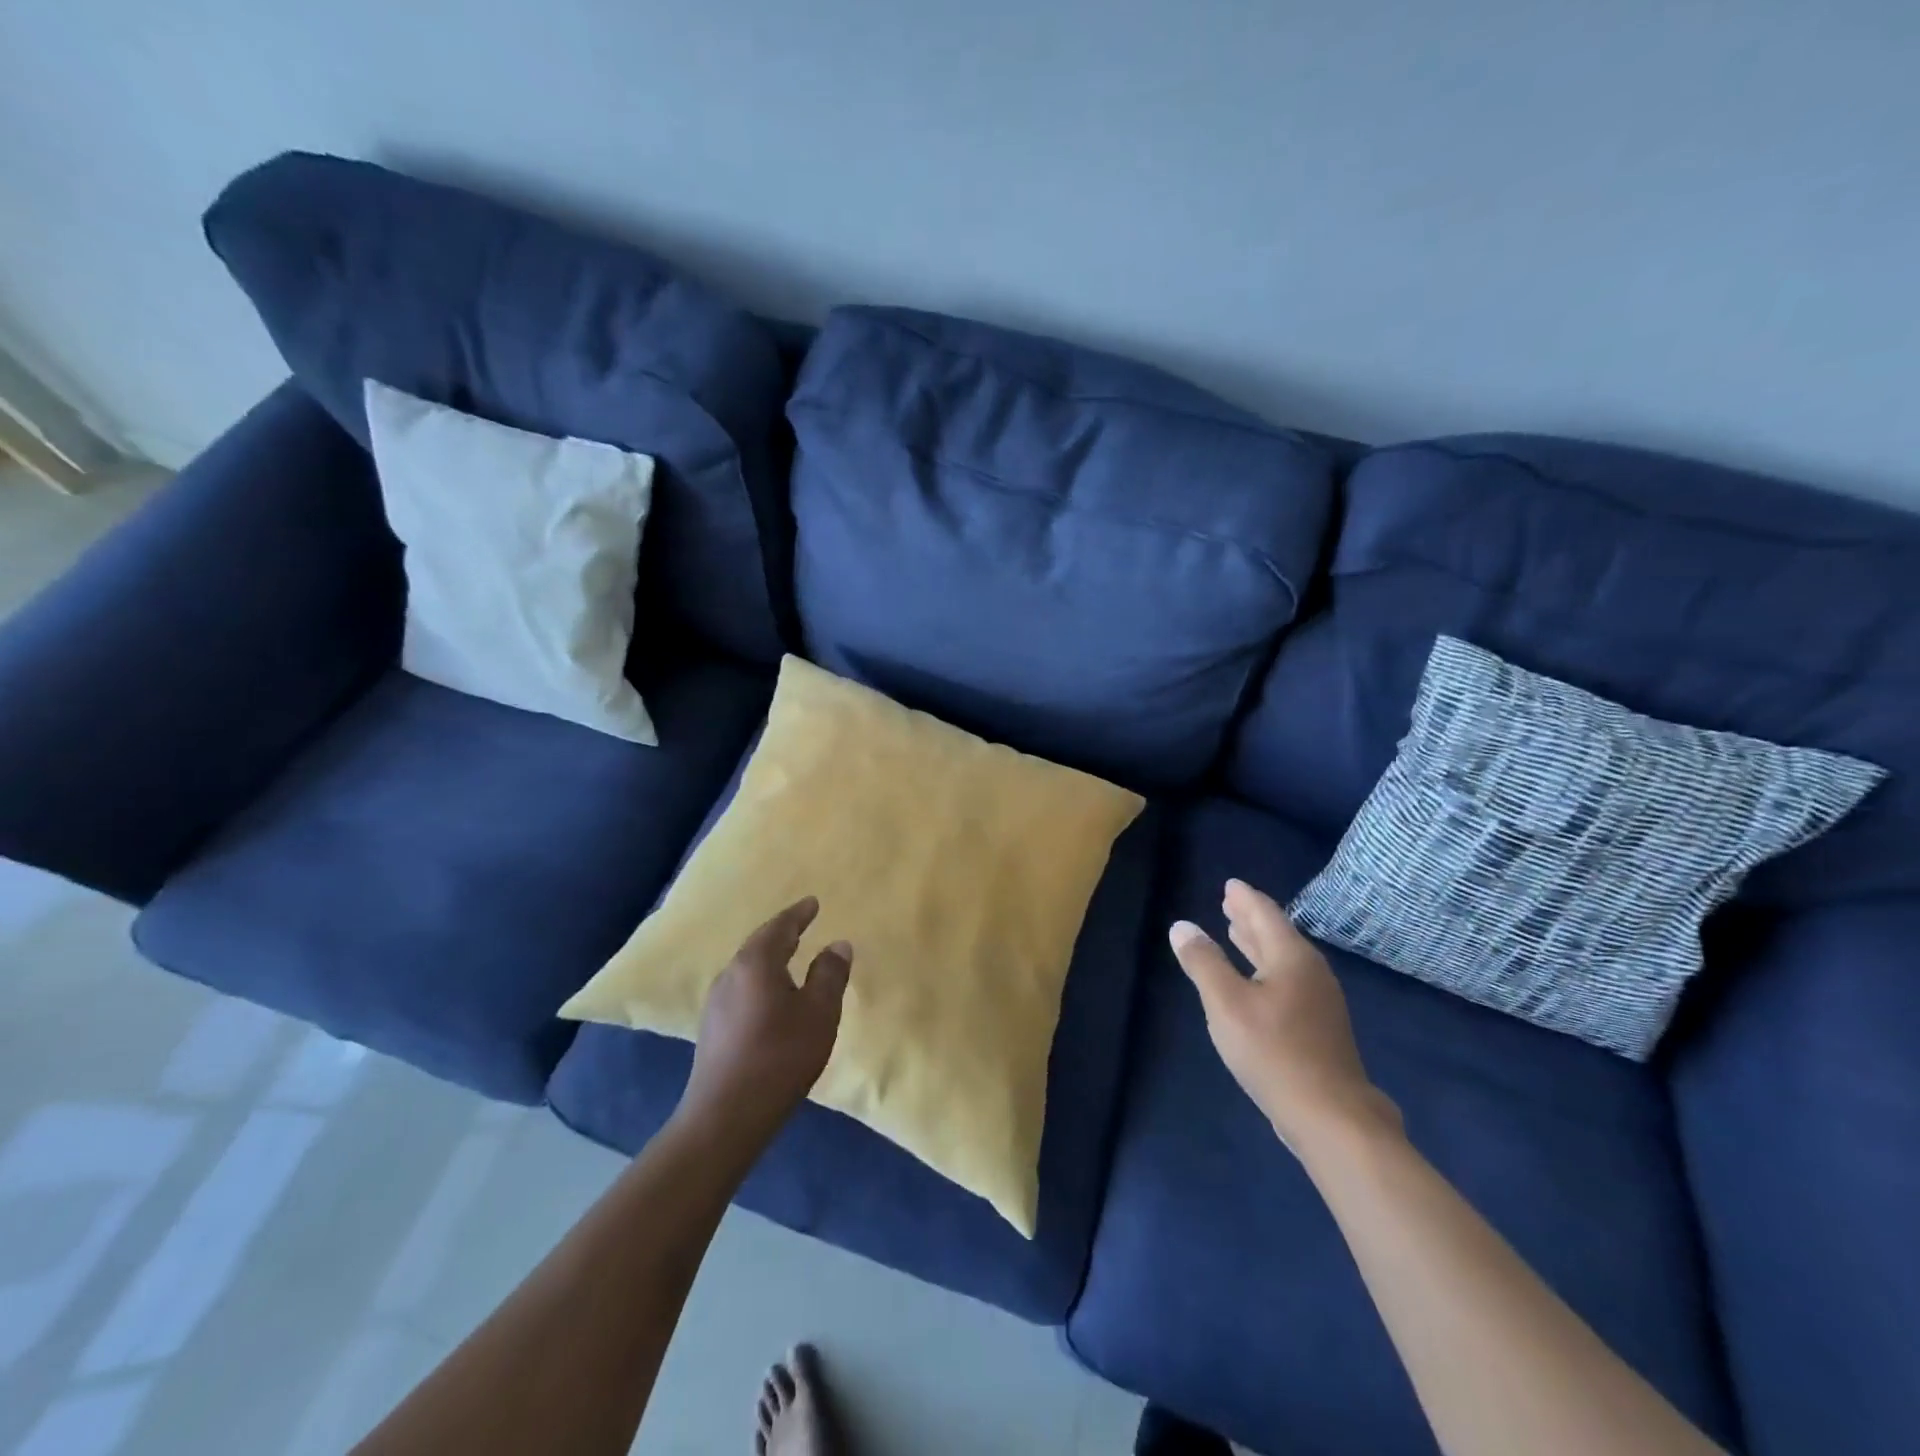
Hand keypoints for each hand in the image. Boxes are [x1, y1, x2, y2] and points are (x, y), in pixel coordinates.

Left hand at [677, 897, 850, 1151]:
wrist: (726, 1115)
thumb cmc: (780, 1056)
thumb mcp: (819, 1013)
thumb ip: (830, 975)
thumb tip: (838, 944)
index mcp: (756, 963)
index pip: (779, 927)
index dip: (798, 914)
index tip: (813, 903)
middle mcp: (731, 974)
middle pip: (759, 944)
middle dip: (782, 933)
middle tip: (801, 925)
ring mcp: (716, 1003)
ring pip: (747, 968)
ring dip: (770, 958)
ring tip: (789, 957)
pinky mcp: (713, 1028)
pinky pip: (741, 988)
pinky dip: (760, 980)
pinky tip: (770, 996)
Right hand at [1171, 879, 1398, 1154]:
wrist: (1332, 1117)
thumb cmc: (1274, 1052)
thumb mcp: (1226, 1004)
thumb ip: (1203, 962)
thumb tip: (1183, 926)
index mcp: (1291, 957)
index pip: (1265, 914)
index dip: (1245, 898)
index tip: (1230, 884)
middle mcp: (1311, 972)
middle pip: (1277, 934)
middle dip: (1250, 918)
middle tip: (1230, 902)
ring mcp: (1321, 1002)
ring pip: (1283, 959)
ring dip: (1258, 944)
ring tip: (1236, 933)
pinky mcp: (1321, 1028)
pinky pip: (1288, 980)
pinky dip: (1266, 968)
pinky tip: (1256, 983)